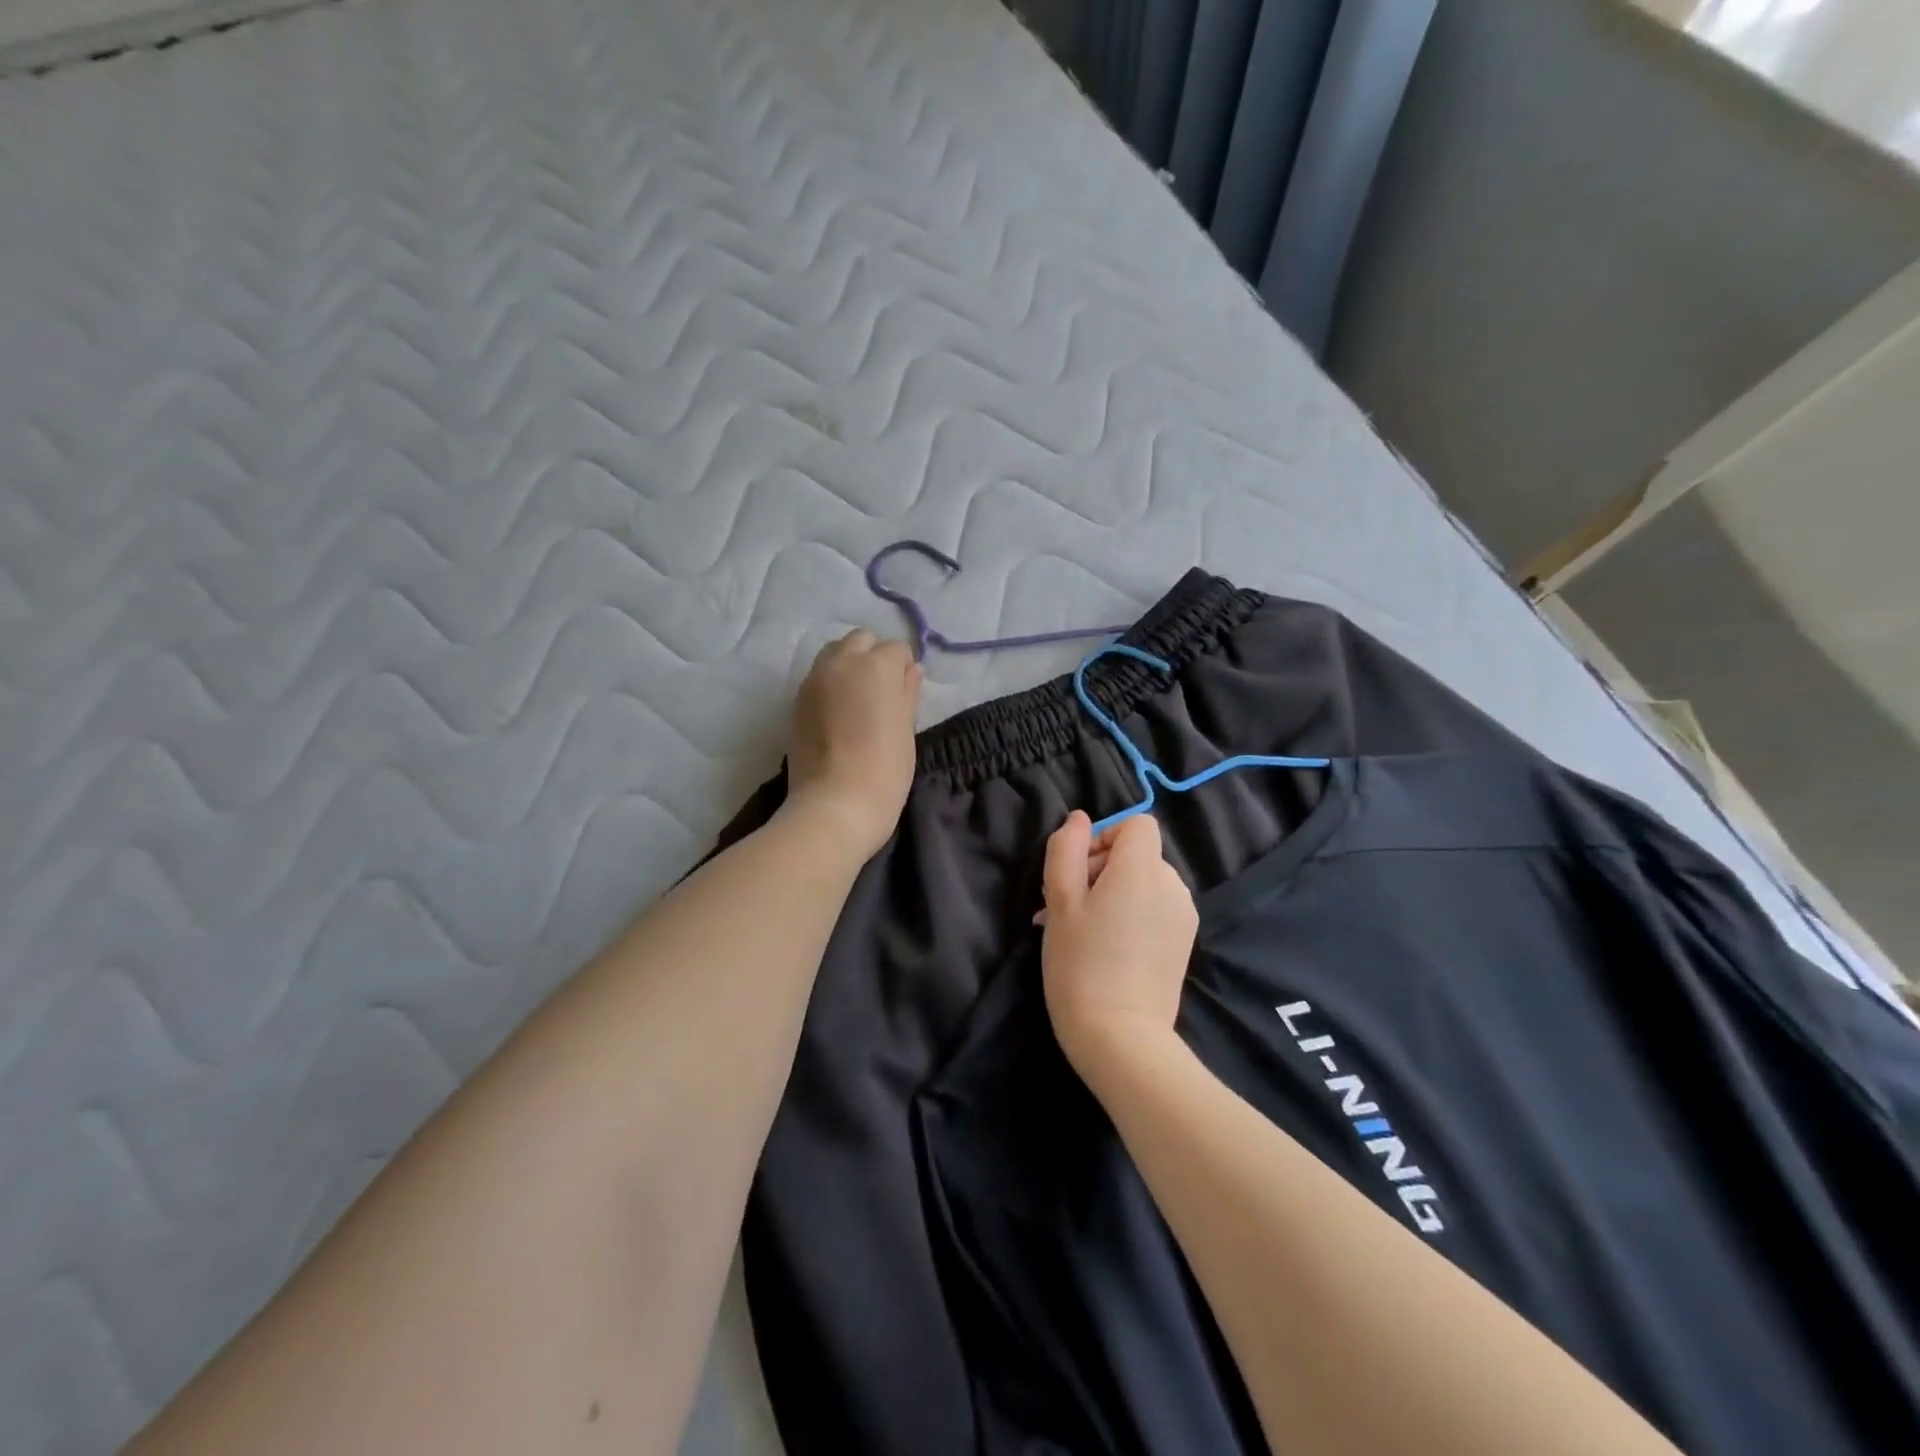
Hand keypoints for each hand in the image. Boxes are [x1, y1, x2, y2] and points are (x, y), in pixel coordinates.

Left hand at [785, 629, 922, 857]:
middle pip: (860, 640)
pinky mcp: (796, 702)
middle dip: (873, 657)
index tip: (905, 695)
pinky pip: (817, 678)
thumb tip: (911, 670)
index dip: (904, 670)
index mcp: (875, 666)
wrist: (835, 805)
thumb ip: (908, 692)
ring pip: (834, 653)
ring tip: (857, 701)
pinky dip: (830, 685)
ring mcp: (813, 681)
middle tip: (882, 693)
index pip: (896, 649)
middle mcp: (841, 662)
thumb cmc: (884, 770)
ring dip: (849, 666)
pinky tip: (838, 715)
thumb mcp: (906, 729)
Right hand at [1039, 811, 1197, 1082]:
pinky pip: (1154, 909)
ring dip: (1111, 894)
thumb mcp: (1060, 901)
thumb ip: (1066, 849)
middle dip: (1099, 870)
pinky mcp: (1184, 942)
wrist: (1121, 1038)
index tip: (1078, 873)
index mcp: (1143, 869)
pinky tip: (1105, 948)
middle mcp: (1172, 885)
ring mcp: (1183, 916)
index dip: (1104, 838)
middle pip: (1136, 855)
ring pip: (1143, 883)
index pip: (1136, 824)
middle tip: (1064, 909)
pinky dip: (1130, 915)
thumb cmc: (1081, 964)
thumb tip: (1079, 819)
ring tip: (1080, 931)